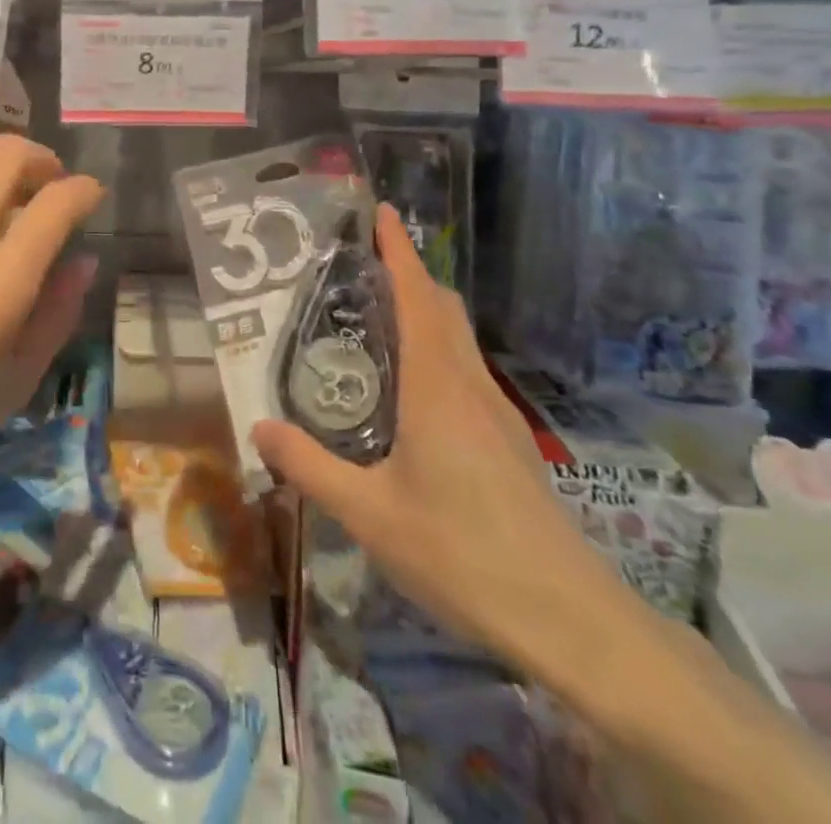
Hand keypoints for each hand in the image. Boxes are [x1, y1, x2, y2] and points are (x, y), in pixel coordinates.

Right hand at [252, 204, 629, 673]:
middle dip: (410, 272)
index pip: (417, 298)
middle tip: (363, 260)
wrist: (570, 619)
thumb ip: (310, 467)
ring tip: (379, 314)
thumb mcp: (369, 514)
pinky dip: (437, 347)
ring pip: (459, 339)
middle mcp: (469, 386)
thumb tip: (260, 427)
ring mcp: (497, 413)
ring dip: (425, 309)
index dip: (399, 251)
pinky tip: (412, 386)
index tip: (382, 211)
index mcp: (436, 387)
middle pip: (444, 308)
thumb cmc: (462, 553)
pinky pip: (466, 370)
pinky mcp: (509, 441)